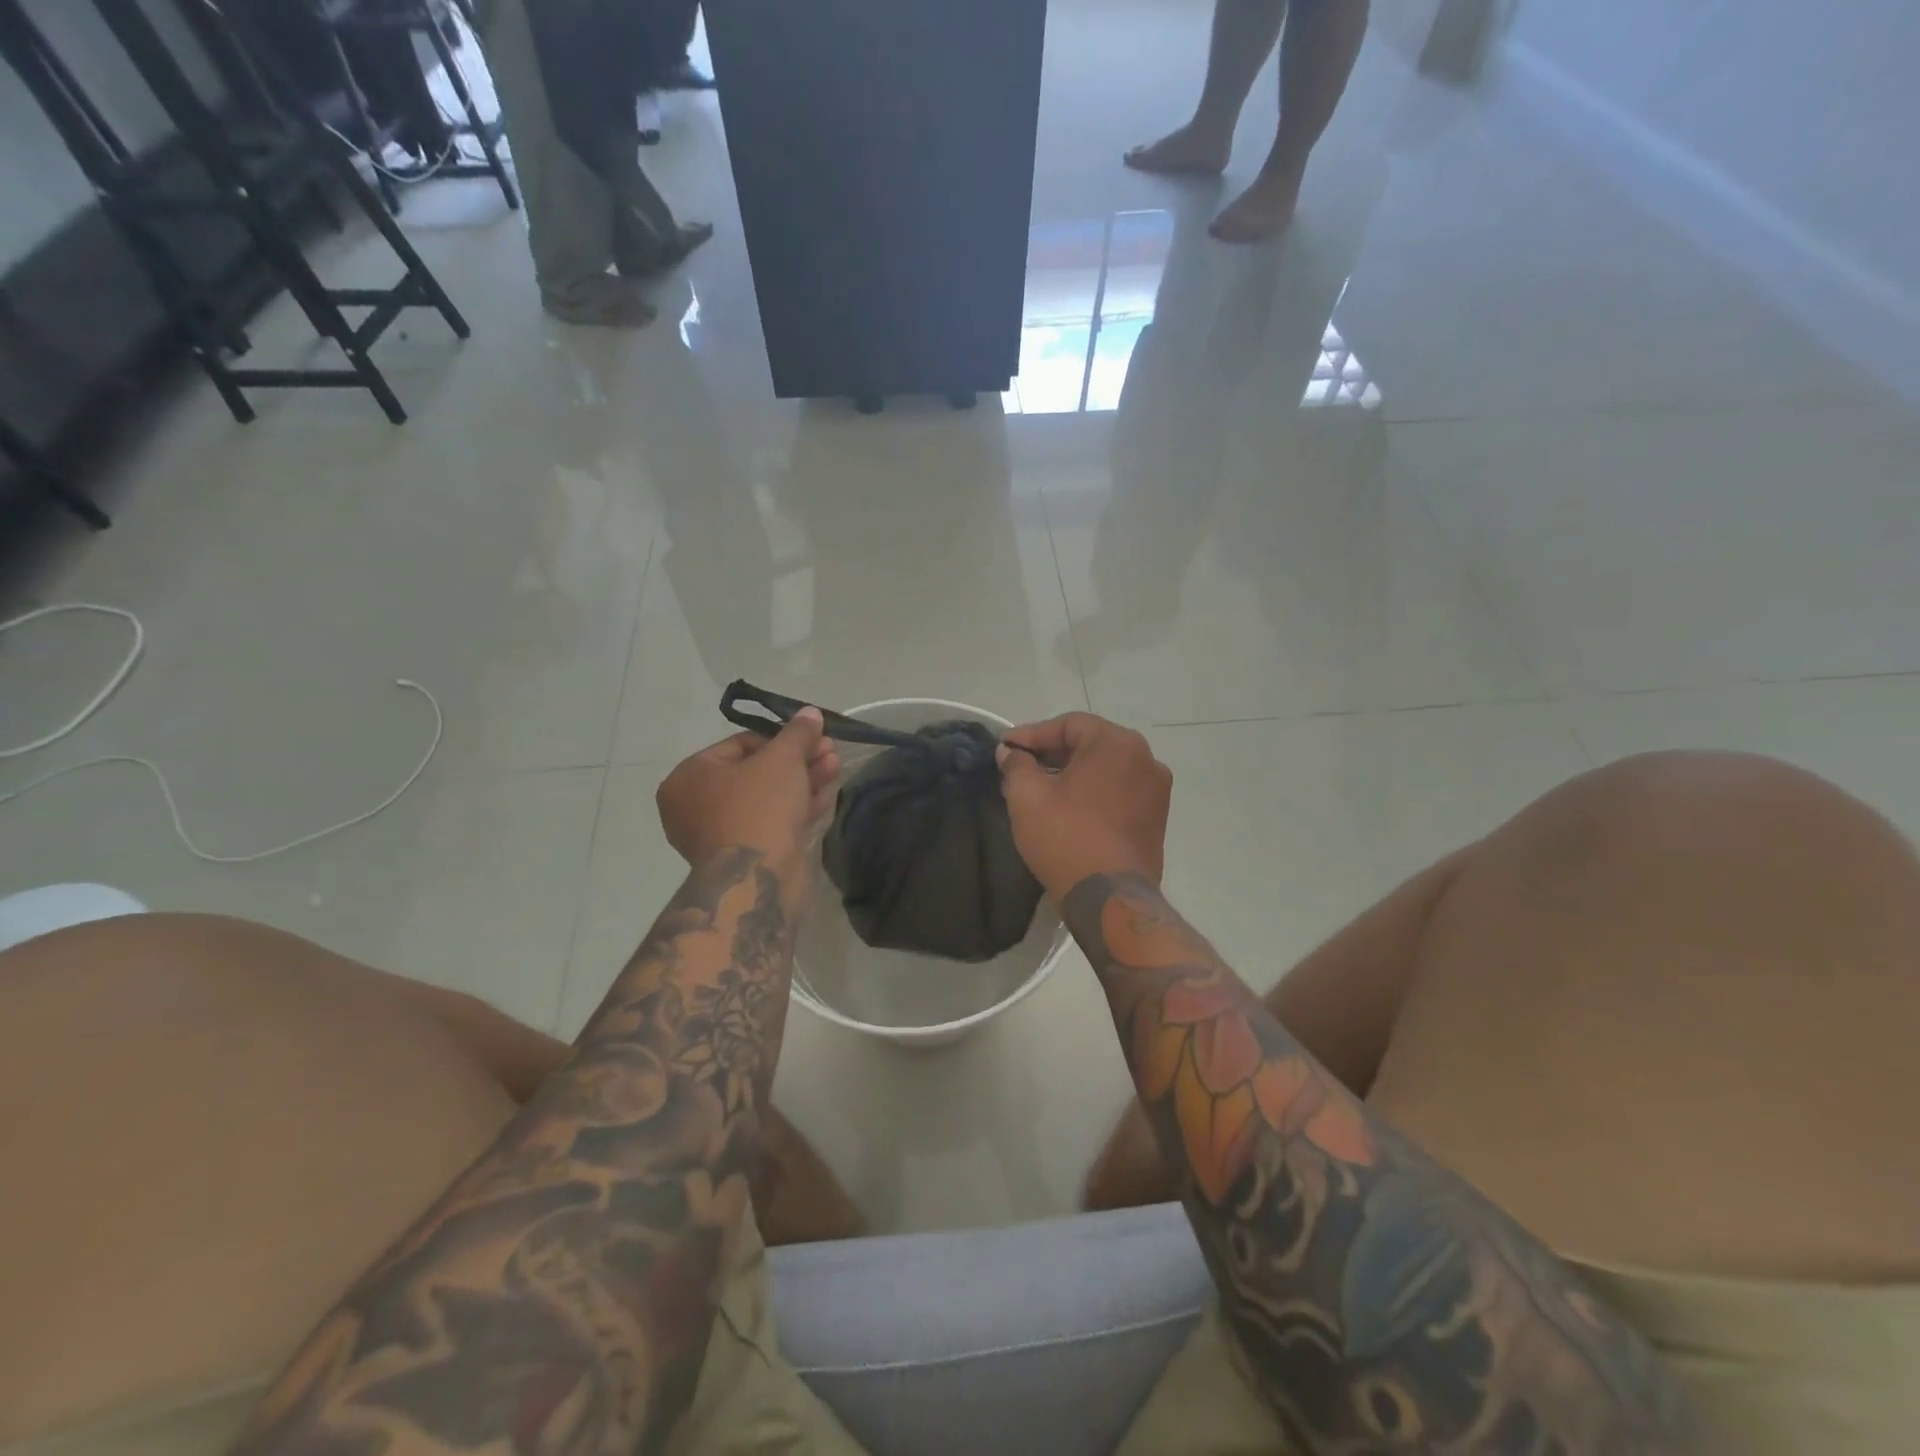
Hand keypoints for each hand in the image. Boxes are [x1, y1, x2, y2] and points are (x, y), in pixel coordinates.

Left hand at [657, 708, 840, 866]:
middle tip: (829, 753)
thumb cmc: (759, 807)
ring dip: (802, 782)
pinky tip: (825, 798)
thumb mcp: (782, 759)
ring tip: (835, 769)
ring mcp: (719, 836)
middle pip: (755, 772)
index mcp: (689, 777)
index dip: (781, 739)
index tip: (812, 737)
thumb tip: (810, 712)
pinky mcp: (743, 858)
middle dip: (797, 761)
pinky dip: (795, 809)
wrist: (758, 879)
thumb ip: (797, 733)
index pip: (740, 744)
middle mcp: (695, 806)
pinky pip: (770, 823)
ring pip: (766, 799)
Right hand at [996, 713, 1170, 898]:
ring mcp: (1157, 790)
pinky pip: (1120, 791)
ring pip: (1106, 768)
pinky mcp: (1157, 818)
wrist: (1111, 899)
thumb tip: (1011, 752)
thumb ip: (1016, 765)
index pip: (1068, 725)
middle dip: (1052, 753)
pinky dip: (1093, 792)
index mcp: (1117, 743)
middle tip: (1020, 766)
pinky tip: (1069, 808)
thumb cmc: (1067, 838)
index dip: (1032, 734)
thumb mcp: (1027, 796)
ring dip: (1073, 773)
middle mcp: (1146, 758)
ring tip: (1041, 788)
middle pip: (1090, 744)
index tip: (1005, 748)